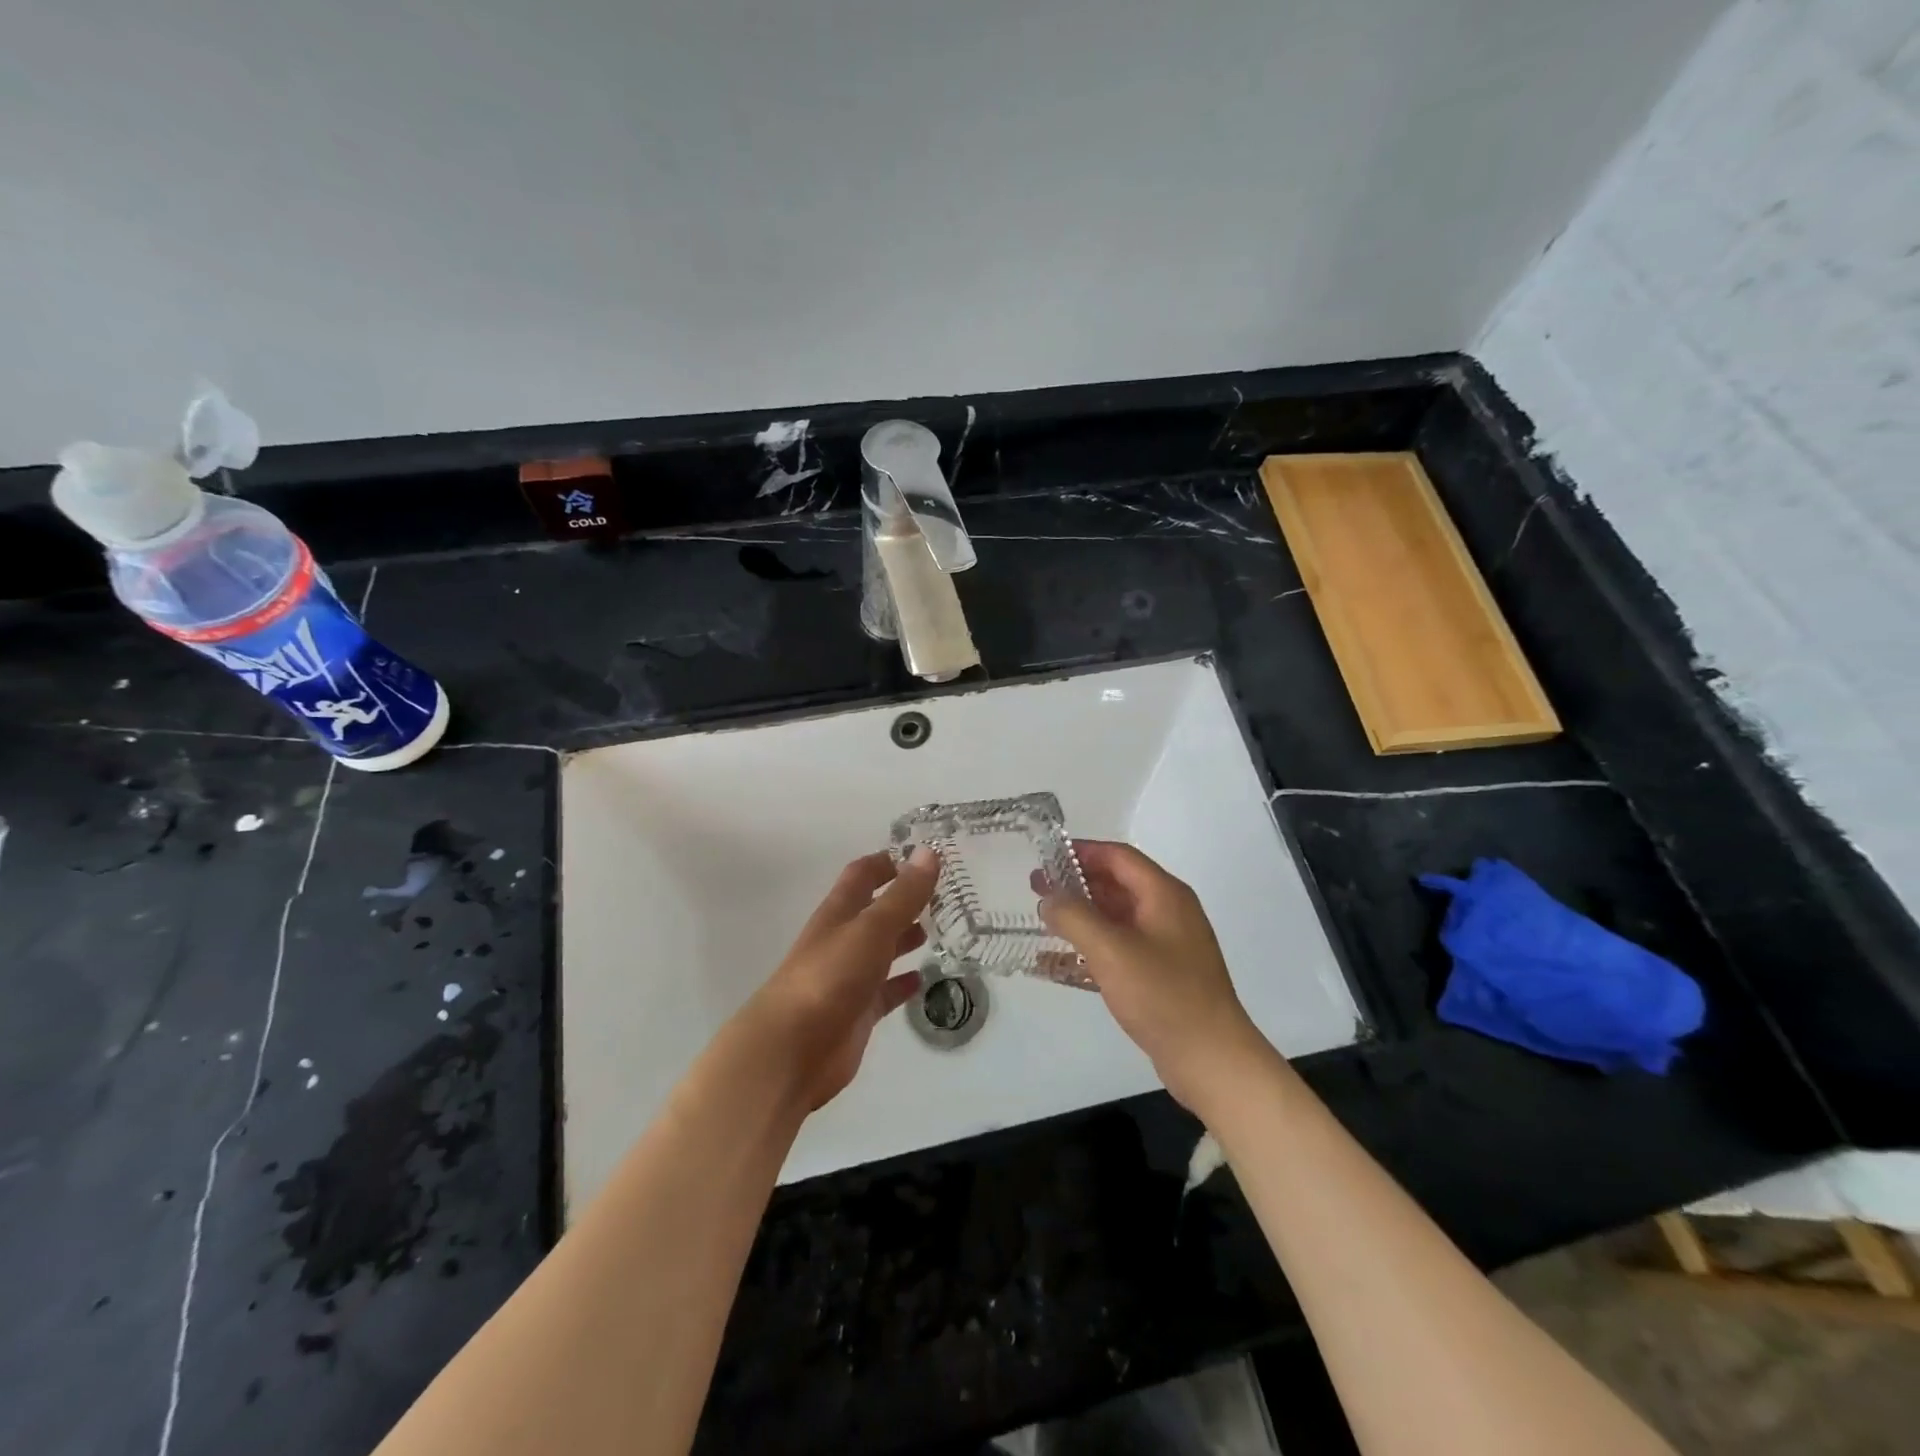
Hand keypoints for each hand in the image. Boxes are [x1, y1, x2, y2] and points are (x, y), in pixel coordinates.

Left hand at [741, 847, 937, 1111]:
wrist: (790, 1050)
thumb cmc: (829, 977)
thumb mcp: (871, 929)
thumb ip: (903, 895)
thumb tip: (929, 851)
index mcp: (839, 913)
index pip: (863, 875)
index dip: (889, 862)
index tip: (923, 856)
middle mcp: (842, 940)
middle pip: (875, 912)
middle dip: (905, 901)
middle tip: (946, 896)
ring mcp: (848, 978)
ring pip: (882, 950)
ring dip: (907, 939)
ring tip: (942, 931)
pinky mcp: (857, 1014)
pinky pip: (885, 992)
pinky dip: (903, 983)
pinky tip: (925, 980)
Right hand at [1038, 840, 1267, 1110]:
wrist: (1211, 1059)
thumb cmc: (1163, 995)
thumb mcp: (1112, 950)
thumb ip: (1074, 917)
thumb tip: (1049, 897)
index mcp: (1164, 895)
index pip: (1119, 857)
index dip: (1082, 852)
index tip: (1046, 857)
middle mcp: (1168, 912)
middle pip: (1117, 885)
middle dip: (1076, 884)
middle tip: (1037, 889)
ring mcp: (1166, 945)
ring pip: (1116, 919)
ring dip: (1081, 917)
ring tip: (1044, 920)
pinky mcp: (1161, 975)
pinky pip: (1119, 950)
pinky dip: (1090, 949)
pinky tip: (1058, 963)